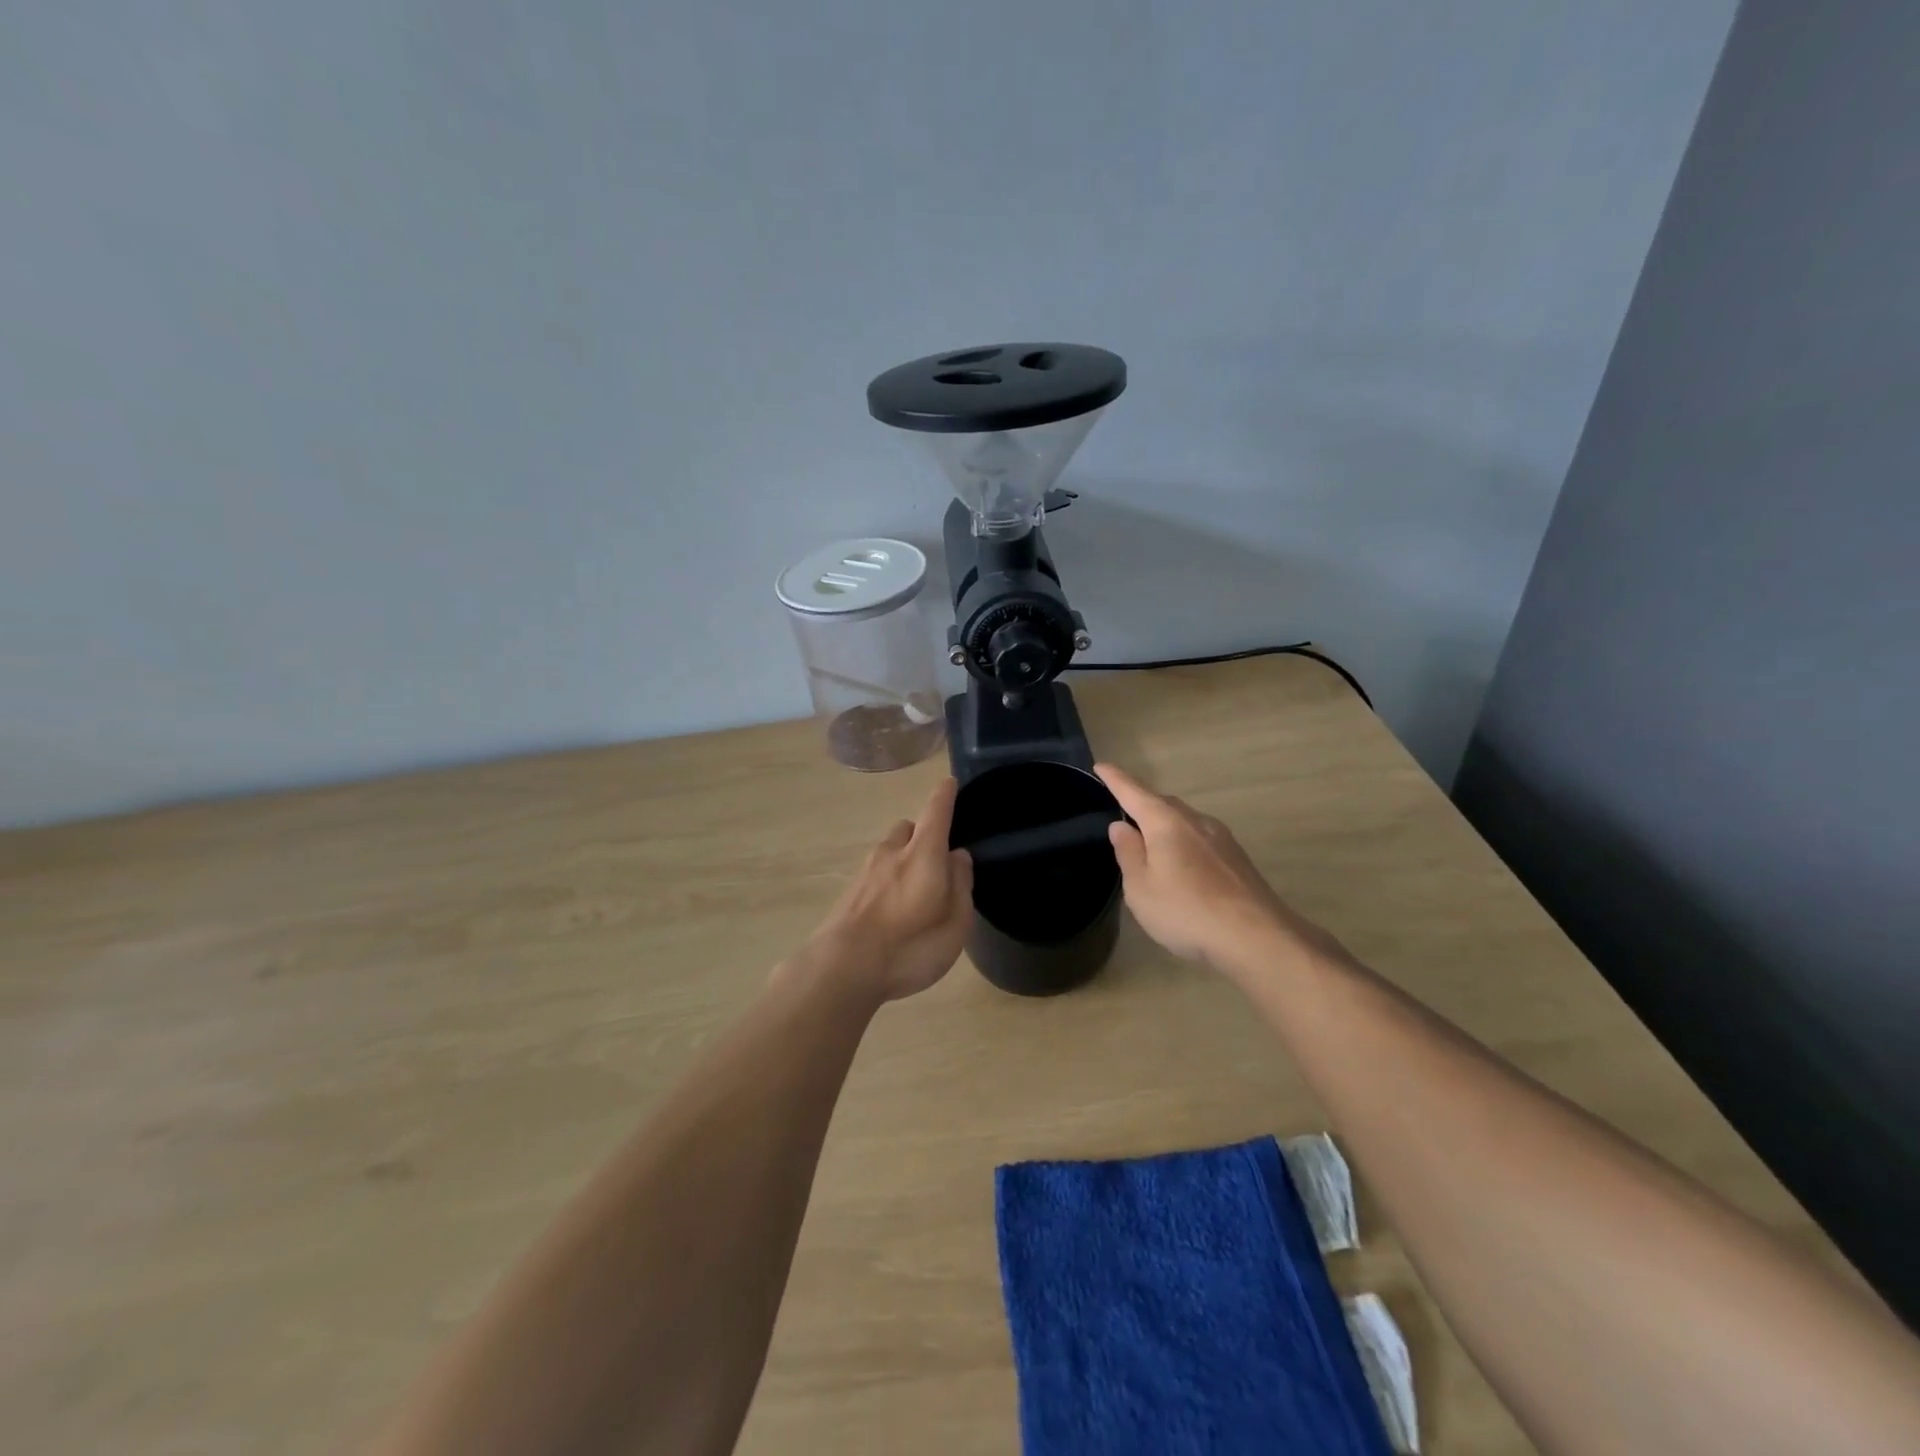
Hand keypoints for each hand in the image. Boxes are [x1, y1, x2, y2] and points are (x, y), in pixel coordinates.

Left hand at [808, 778, 973, 1001]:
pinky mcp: (848, 892)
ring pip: (889, 850)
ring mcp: (865, 871)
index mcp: (923, 854)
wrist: (841, 969)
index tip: (949, 783)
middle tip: (937, 860)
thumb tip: (958, 855)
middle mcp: (892, 852)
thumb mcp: (955, 924)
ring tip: (914, 890)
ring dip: (903, 858)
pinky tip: (891, 909)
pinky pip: (874, 873)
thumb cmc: (909, 947)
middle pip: (909, 828)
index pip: (936, 811)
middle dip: (923, 835)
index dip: (945, 795)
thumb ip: (961, 885)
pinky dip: (886, 880)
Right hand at [1095, 763, 1338, 975]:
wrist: (1256, 937)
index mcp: (1166, 822)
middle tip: (1123, 813)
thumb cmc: (1186, 911)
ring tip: (1150, 843)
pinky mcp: (1237, 859)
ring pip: (1185, 821)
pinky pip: (1200, 839)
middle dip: (1142, 803)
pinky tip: (1182, 866)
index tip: (1101, 766)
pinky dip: (1184, 843)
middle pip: (1163, 803)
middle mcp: (1195, 821)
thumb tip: (1121, 826)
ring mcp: (1221, 838)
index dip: (1115, 779)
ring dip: (1165, 825)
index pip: (1133, 792)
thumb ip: (1128, 853)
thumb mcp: (1141, 888)